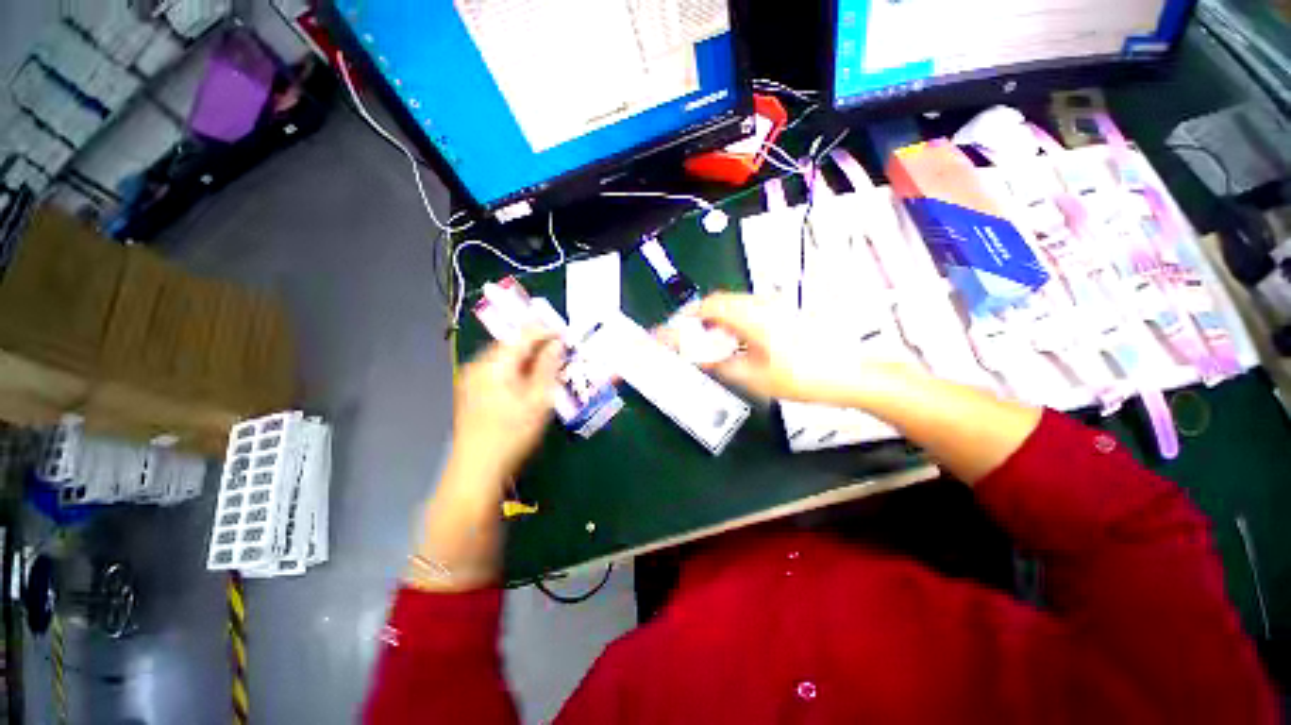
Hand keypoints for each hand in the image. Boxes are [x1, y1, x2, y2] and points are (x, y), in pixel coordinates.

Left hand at [451, 330, 563, 482]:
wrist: (476, 470)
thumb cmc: (512, 435)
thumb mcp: (538, 401)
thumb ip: (548, 368)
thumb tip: (557, 344)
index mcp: (495, 364)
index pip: (523, 334)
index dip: (546, 330)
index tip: (566, 334)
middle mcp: (479, 364)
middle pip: (512, 342)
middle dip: (537, 341)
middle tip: (560, 348)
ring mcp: (472, 377)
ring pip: (504, 355)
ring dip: (527, 354)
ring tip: (549, 361)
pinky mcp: (471, 389)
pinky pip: (497, 367)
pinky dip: (516, 366)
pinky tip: (528, 378)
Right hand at [692, 292, 872, 404]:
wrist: (849, 375)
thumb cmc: (801, 376)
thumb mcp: (754, 376)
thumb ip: (720, 364)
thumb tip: (699, 358)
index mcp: (751, 315)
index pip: (708, 307)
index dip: (687, 318)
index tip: (674, 331)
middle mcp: (762, 303)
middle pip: (719, 302)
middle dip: (699, 320)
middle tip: (690, 341)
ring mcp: (775, 306)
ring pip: (734, 306)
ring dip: (716, 322)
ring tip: (710, 345)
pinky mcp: (784, 313)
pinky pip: (749, 311)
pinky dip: (733, 324)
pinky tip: (735, 343)